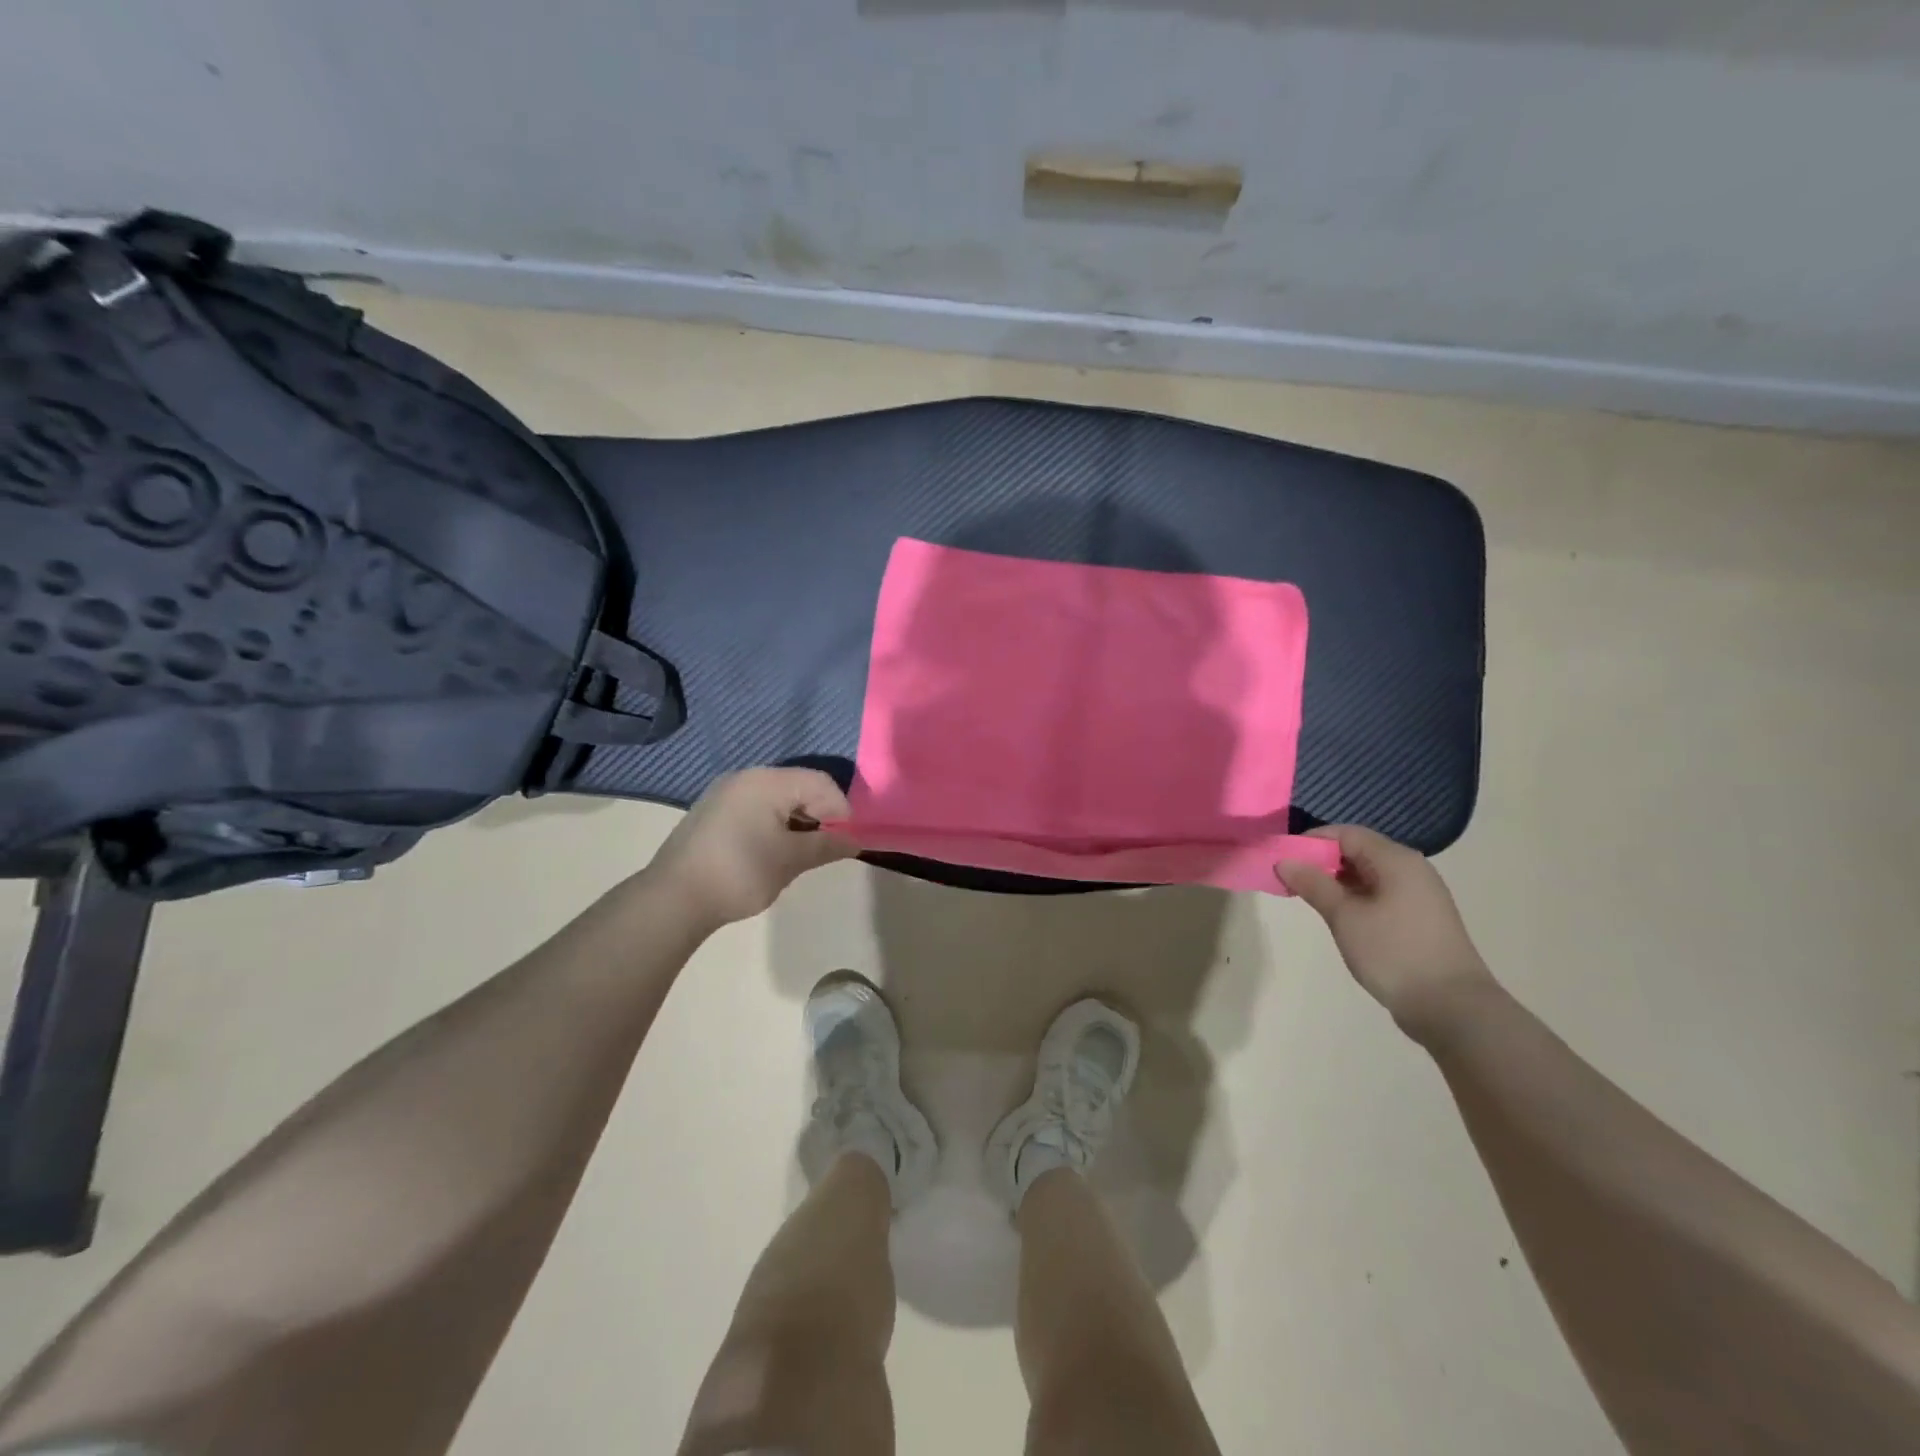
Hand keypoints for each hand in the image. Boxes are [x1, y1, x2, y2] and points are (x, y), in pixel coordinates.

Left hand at [645, 768, 856, 926]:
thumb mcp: (790, 860)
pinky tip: (771, 852)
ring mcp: (725, 793)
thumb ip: (826, 846)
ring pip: (776, 798)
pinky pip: (755, 808)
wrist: (673, 898)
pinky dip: (773, 824)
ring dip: (796, 821)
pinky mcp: (712, 812)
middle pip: (798, 786)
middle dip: (819, 815)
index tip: (845, 841)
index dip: (840, 809)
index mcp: (767, 781)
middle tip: (825, 848)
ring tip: (799, 854)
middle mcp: (746, 777)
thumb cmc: (740, 872)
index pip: (820, 782)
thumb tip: (854, 841)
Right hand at [1276, 825, 1495, 1037]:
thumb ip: (1313, 884)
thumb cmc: (1394, 953)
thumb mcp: (1345, 916)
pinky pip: (1379, 894)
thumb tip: (1284, 861)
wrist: (1452, 1008)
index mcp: (1396, 860)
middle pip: (1358, 851)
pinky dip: (1354, 897)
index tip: (1283, 859)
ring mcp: (1419, 895)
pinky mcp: (1419, 919)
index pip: (1346, 834)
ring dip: (1336, 881)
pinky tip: (1338, 916)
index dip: (1311, 841)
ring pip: (1368, 874)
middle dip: (1321, 861)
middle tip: (1290, 880)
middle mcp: (1411, 870)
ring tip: (1308, 899)